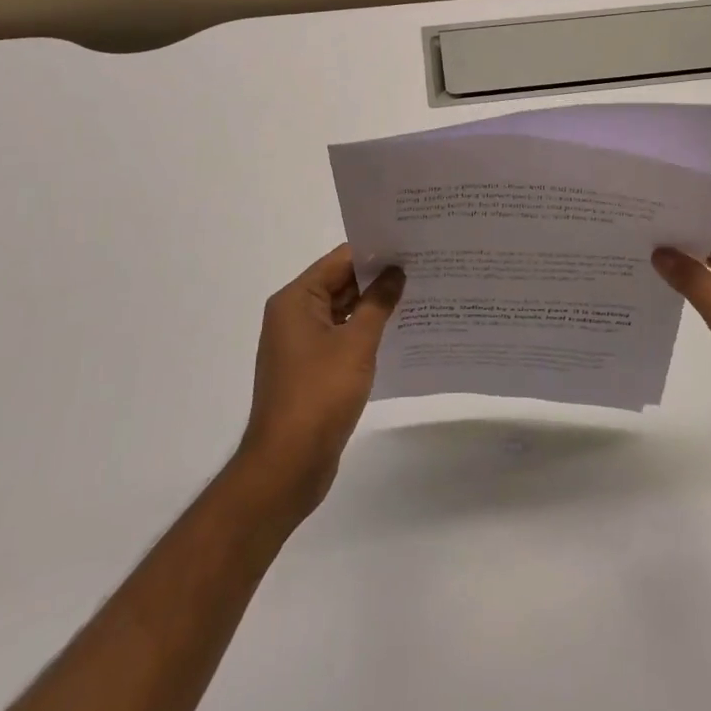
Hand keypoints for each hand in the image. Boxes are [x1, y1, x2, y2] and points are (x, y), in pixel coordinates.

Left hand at [237, 245, 403, 516]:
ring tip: (419, 294)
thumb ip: (378, 303)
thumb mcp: (356, 344)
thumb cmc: (319, 395)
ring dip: (374, 306)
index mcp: (296, 300)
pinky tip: (399, 332)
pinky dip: (365, 332)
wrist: (287, 466)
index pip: (340, 260)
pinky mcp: (310, 369)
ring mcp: (301, 344)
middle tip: (423, 268)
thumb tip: (395, 271)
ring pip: (343, 311)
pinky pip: (341, 337)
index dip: (375, 252)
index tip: (411, 245)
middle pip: (340, 283)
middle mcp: (293, 315)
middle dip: (378, 278)